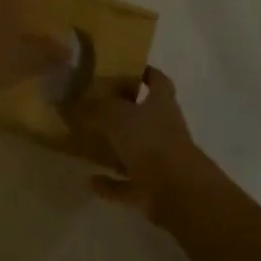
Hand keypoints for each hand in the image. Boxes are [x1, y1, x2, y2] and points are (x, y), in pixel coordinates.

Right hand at [70, 67, 205, 223]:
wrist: (177, 191)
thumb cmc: (150, 142)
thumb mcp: (118, 116)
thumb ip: (99, 107)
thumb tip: (82, 100)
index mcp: (161, 102)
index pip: (157, 79)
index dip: (144, 72)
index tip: (124, 69)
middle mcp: (164, 127)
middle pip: (145, 115)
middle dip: (123, 111)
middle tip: (95, 107)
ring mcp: (161, 159)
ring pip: (136, 150)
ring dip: (116, 149)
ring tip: (89, 145)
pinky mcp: (154, 187)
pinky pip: (129, 183)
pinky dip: (112, 184)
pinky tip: (92, 181)